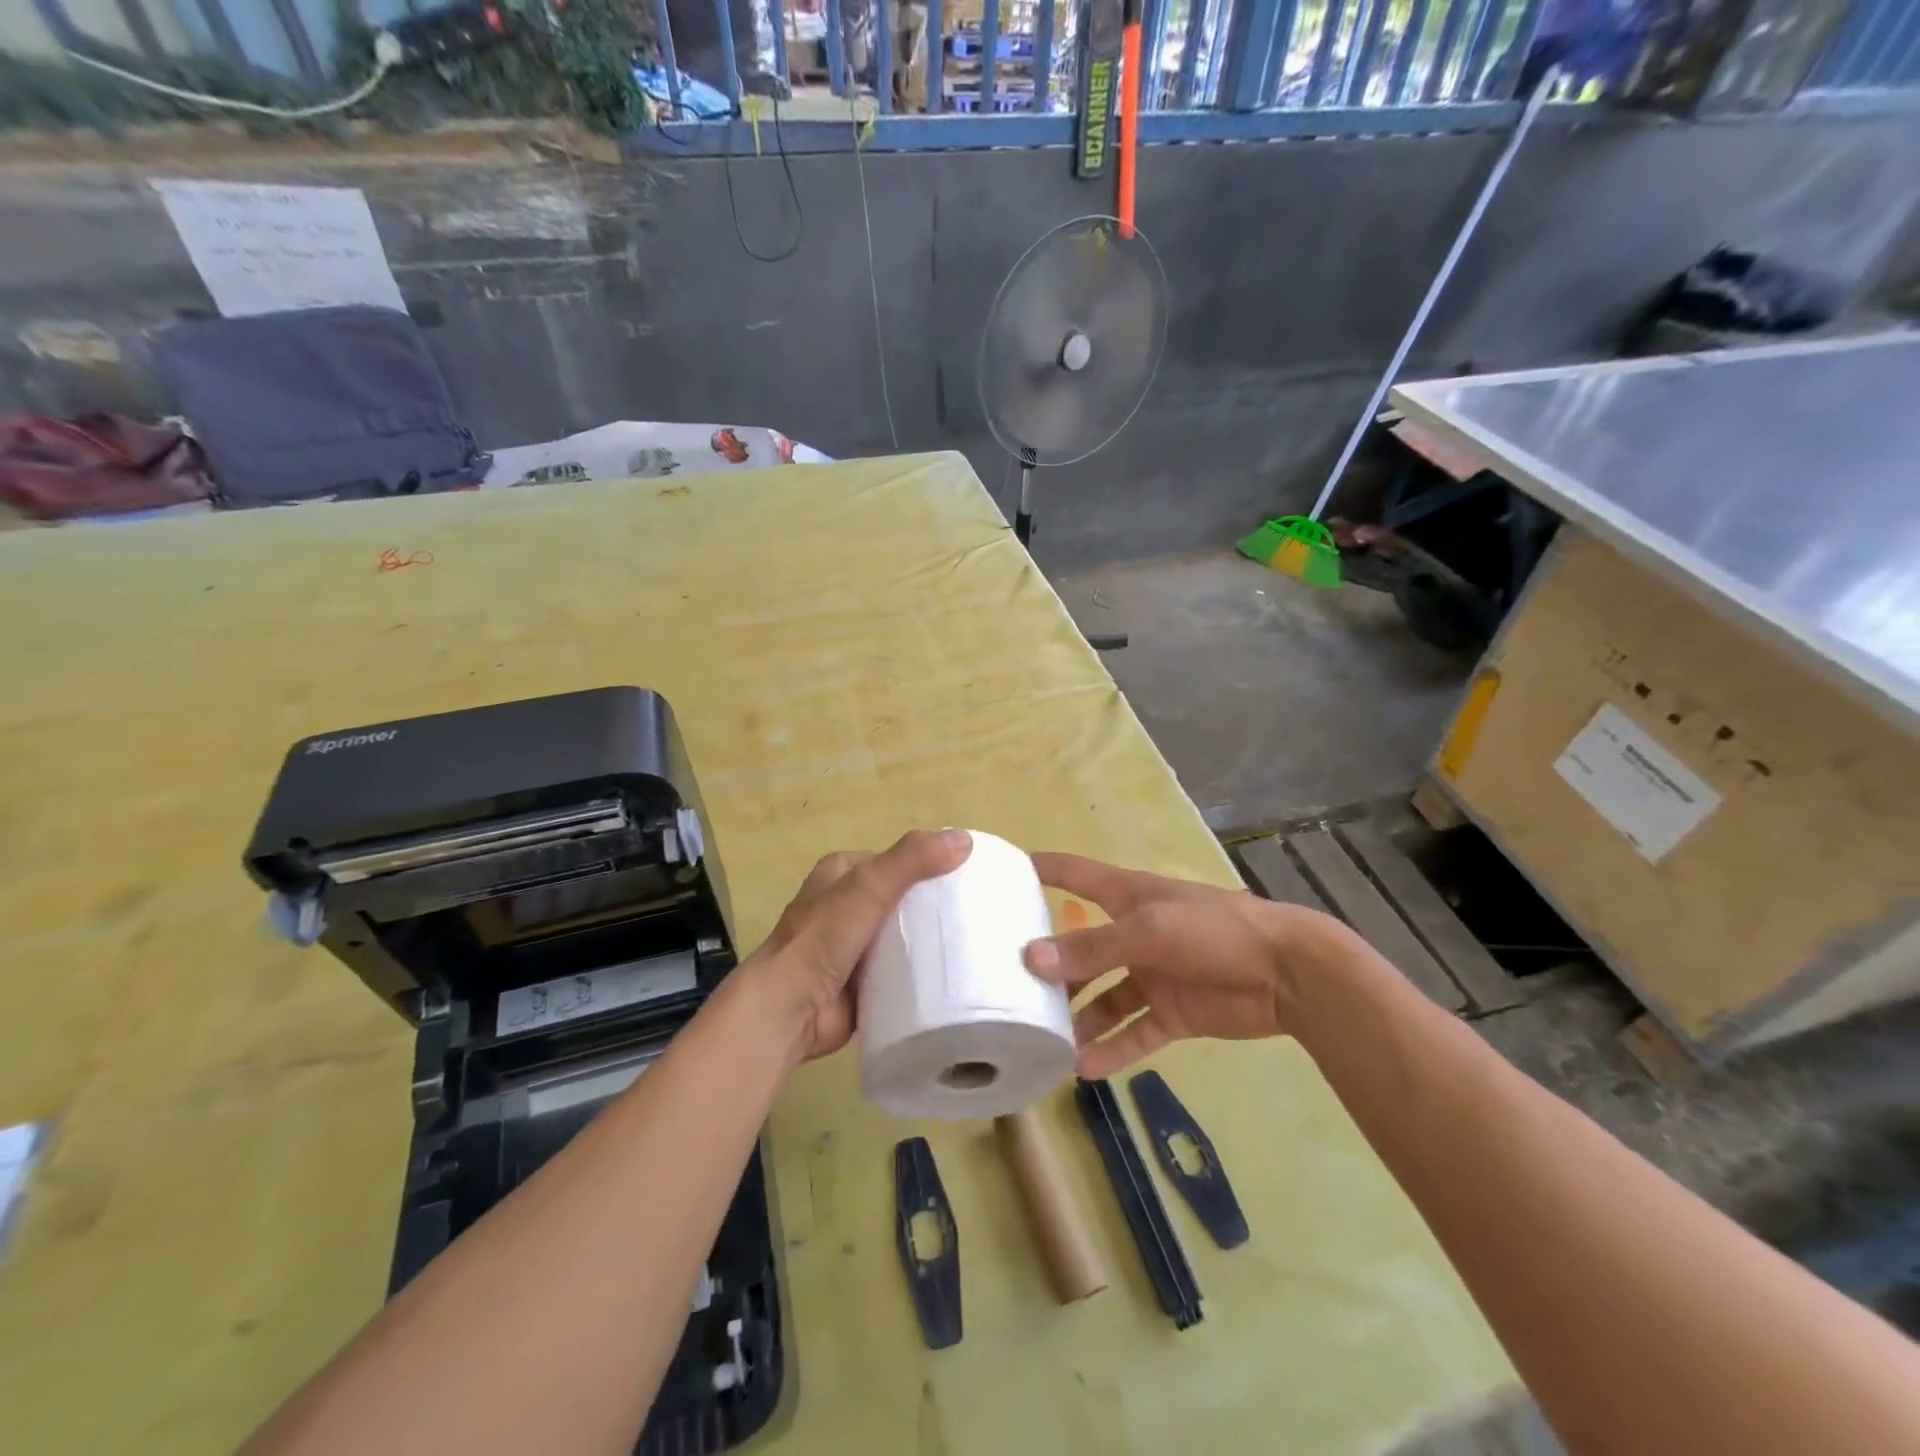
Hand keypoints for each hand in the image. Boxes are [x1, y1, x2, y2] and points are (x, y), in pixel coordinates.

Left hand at [747, 828, 971, 1061]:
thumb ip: (913, 860)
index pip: (897, 861)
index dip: (930, 865)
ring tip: (974, 944)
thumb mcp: (869, 885)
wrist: (790, 1009)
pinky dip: (922, 974)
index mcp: (842, 873)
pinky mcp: (862, 983)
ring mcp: (853, 947)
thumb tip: (964, 839)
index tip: (969, 878)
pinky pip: (901, 972)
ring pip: (904, 937)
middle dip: (934, 907)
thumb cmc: (824, 937)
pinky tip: (953, 976)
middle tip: (977, 915)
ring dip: (930, 942)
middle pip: (903, 900)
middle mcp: (846, 906)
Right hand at [1022, 852, 1349, 1077]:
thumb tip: (1030, 957)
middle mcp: (1132, 933)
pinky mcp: (1171, 1012)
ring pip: (1101, 996)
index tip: (999, 873)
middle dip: (1048, 962)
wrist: (1288, 974)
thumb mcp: (1148, 931)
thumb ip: (1092, 947)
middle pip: (1080, 946)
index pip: (1073, 874)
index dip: (1040, 869)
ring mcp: (1151, 975)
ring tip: (1042, 1039)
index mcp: (1127, 896)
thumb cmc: (1214, 930)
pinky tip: (1084, 1068)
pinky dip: (1111, 1048)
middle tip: (1007, 984)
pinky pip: (1132, 1032)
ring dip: (1077, 1016)